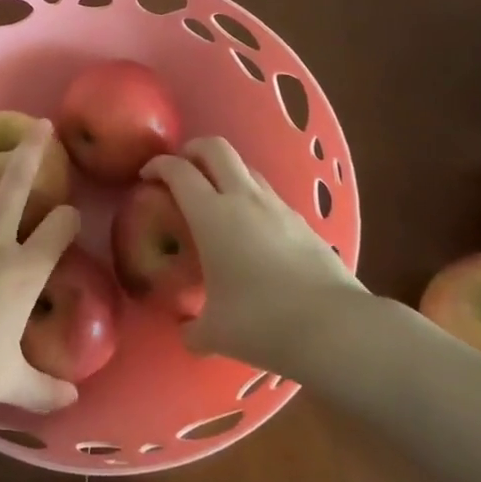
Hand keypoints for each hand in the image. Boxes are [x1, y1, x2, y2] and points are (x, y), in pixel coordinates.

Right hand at [144, 137, 366, 365]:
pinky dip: (251, 197)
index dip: (158, 166)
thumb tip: (187, 332)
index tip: (146, 176)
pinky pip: (269, 194)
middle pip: (215, 148)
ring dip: (225, 171)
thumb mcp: (215, 333)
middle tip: (180, 170)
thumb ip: (193, 328)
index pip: (178, 171)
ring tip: (215, 198)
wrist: (333, 327)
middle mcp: (242, 198)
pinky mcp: (302, 220)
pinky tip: (251, 229)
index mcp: (211, 215)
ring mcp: (276, 206)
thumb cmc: (261, 322)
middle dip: (192, 150)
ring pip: (246, 167)